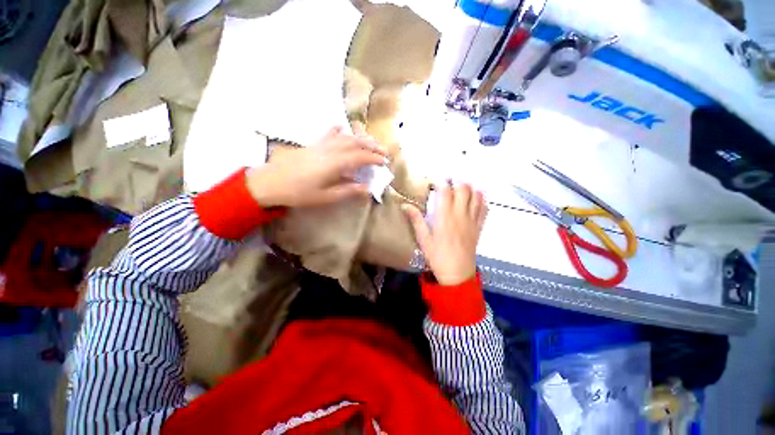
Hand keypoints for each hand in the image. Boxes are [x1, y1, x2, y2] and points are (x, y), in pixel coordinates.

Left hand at [246, 126, 386, 207]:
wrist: (271, 182)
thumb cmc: (300, 192)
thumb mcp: (326, 197)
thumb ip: (348, 191)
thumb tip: (367, 189)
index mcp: (336, 163)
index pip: (361, 157)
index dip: (375, 158)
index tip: (385, 162)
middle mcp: (331, 149)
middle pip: (356, 143)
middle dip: (372, 146)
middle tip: (384, 151)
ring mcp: (321, 144)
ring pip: (345, 136)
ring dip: (360, 138)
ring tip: (371, 141)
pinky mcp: (313, 144)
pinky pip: (329, 133)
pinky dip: (339, 131)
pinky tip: (342, 129)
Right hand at [402, 183, 487, 285]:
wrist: (458, 274)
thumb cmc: (437, 257)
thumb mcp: (423, 240)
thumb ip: (416, 220)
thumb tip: (404, 205)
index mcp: (445, 217)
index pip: (445, 191)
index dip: (440, 182)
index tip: (434, 181)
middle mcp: (460, 215)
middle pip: (463, 188)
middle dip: (456, 181)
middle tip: (447, 183)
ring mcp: (472, 220)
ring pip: (476, 195)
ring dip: (469, 188)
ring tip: (460, 189)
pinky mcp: (479, 226)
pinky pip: (484, 208)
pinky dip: (480, 199)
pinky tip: (473, 200)